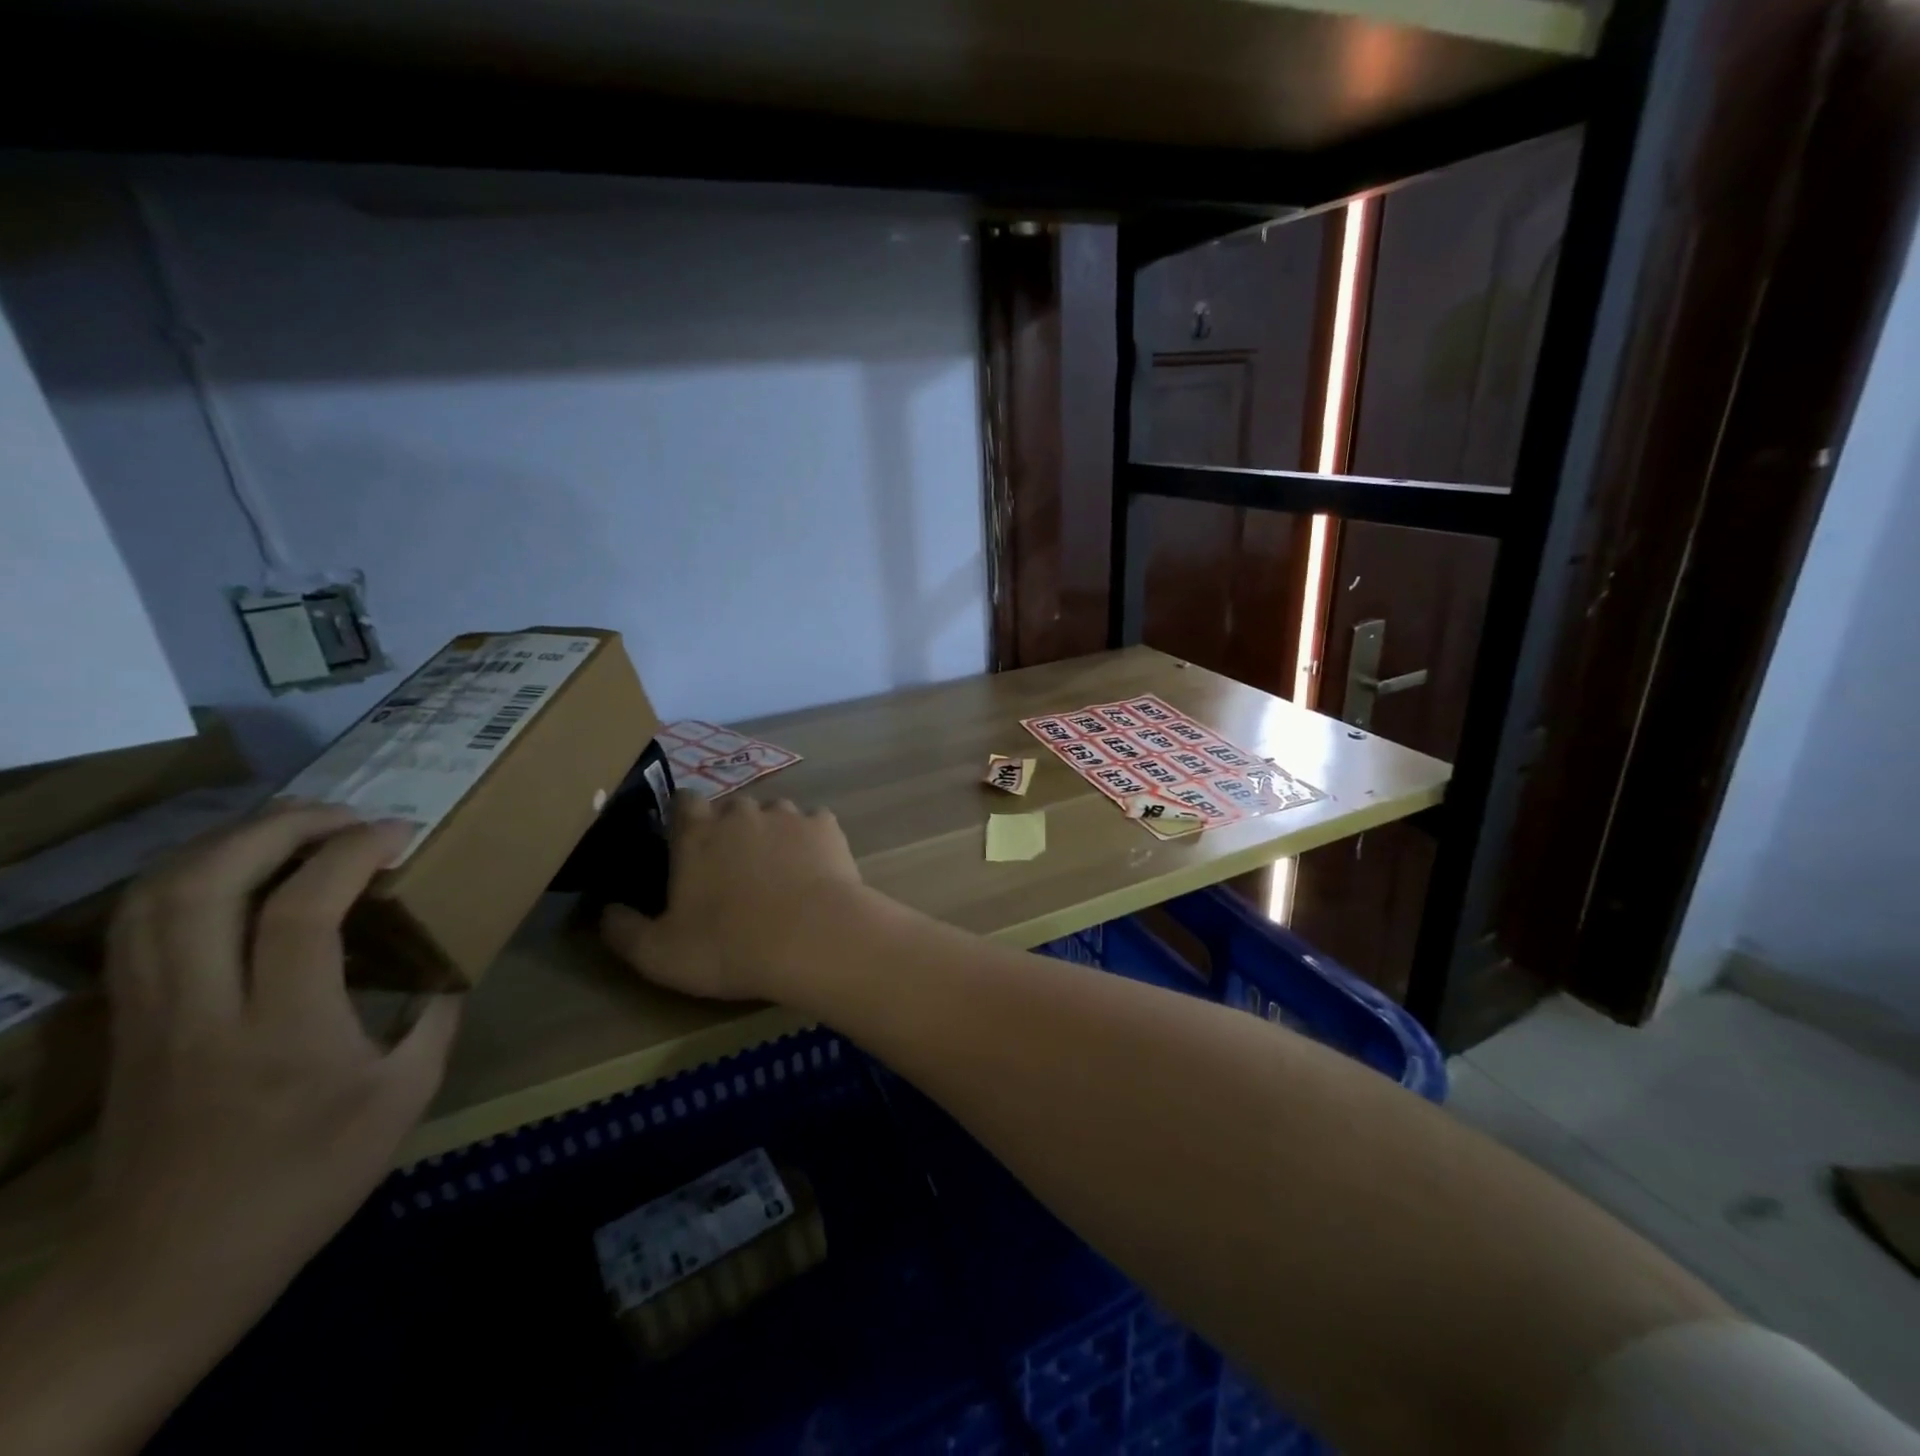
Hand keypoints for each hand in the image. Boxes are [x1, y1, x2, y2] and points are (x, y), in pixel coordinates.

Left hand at [86, 804, 461, 1313]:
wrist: (168, 1269)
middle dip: (278, 828)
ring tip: (290, 829)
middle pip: (206, 884)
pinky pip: (138, 926)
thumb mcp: (404, 1099)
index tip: (398, 833)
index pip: (300, 911)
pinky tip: (233, 875)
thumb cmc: (306, 1182)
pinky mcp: (126, 1024)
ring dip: (225, 843)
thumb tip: (449, 967)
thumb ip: (434, 1020)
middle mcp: (203, 1010)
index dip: (350, 854)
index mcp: (285, 1031)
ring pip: (155, 897)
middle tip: (342, 815)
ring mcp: (149, 1015)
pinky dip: (186, 877)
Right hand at [599, 794, 870, 1003]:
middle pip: (731, 809)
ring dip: (771, 836)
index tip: (686, 847)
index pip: (683, 800)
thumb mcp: (658, 954)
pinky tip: (814, 874)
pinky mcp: (827, 825)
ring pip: (774, 815)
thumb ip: (623, 930)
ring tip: (778, 876)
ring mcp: (789, 814)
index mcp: (697, 831)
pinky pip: (813, 826)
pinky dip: (810, 844)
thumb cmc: (729, 946)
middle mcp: (742, 810)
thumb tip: (603, 911)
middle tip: (733, 873)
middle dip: (729, 832)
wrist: (814, 939)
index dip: (683, 820)